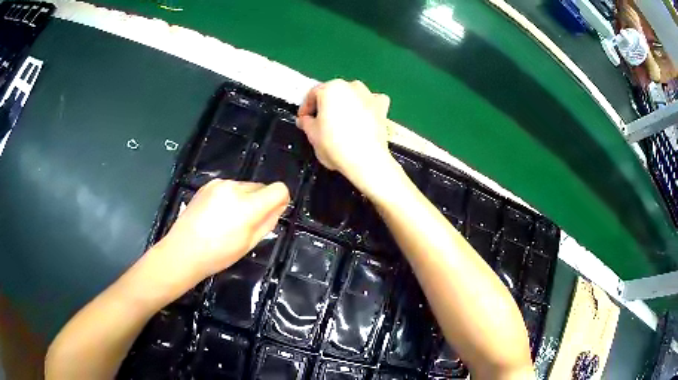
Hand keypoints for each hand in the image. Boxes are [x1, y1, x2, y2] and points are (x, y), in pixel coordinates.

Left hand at [152, 180, 288, 284]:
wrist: (183, 251)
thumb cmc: (218, 254)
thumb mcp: (249, 244)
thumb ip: (268, 222)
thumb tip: (278, 207)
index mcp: (248, 206)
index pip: (279, 189)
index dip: (281, 200)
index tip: (274, 213)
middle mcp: (235, 188)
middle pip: (261, 187)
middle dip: (261, 201)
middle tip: (248, 222)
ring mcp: (219, 184)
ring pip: (245, 186)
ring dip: (245, 199)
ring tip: (229, 219)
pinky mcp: (208, 184)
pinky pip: (229, 187)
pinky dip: (230, 197)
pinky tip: (217, 214)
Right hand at [297, 79, 399, 195]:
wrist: (366, 159)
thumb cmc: (334, 144)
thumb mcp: (311, 134)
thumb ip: (306, 122)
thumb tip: (305, 120)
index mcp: (330, 88)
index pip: (312, 94)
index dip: (305, 108)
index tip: (303, 120)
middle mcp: (351, 86)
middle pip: (333, 93)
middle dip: (326, 106)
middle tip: (320, 122)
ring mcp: (369, 95)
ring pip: (353, 95)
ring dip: (346, 104)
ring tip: (341, 121)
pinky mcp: (382, 107)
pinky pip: (372, 102)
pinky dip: (367, 106)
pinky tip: (363, 117)